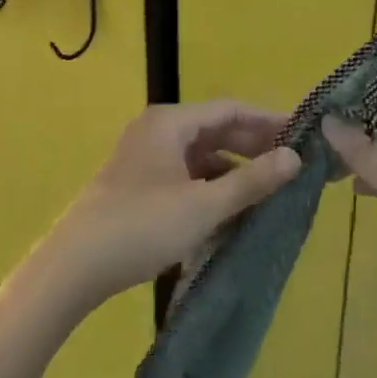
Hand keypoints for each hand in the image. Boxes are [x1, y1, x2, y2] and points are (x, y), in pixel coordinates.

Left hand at [45, 102, 301, 307]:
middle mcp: (158, 131)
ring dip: (235, 169)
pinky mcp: (141, 185)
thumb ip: (251, 181)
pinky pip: (187, 175)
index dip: (268, 121)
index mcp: (170, 123)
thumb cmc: (142, 226)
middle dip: (254, 146)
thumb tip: (295, 158)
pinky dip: (212, 187)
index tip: (302, 135)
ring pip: (202, 155)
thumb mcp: (204, 205)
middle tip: (293, 164)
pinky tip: (234, 209)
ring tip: (270, 189)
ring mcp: (147, 158)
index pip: (230, 109)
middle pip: (216, 130)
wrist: (74, 267)